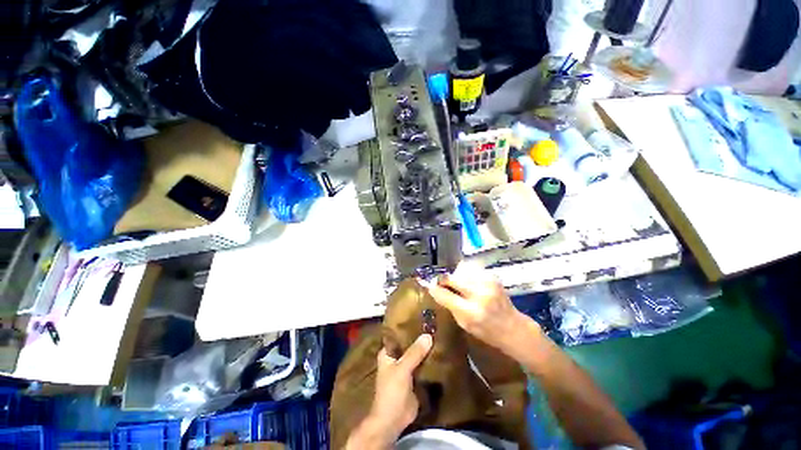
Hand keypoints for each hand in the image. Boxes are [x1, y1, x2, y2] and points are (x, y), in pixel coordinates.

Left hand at [346, 334, 432, 448]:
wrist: (394, 420)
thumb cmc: (391, 391)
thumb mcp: (402, 369)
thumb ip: (414, 353)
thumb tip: (428, 335)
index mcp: (388, 352)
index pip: (398, 334)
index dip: (409, 326)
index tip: (422, 317)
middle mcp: (397, 357)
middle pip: (410, 344)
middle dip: (420, 337)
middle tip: (434, 325)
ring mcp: (406, 367)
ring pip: (417, 354)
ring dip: (426, 348)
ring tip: (439, 334)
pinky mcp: (415, 378)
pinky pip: (423, 365)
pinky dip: (430, 360)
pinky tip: (441, 351)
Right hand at [421, 262, 537, 355]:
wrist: (513, 327)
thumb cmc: (486, 331)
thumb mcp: (464, 324)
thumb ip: (449, 305)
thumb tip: (434, 289)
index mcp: (471, 312)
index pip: (445, 294)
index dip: (434, 288)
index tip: (427, 284)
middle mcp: (480, 294)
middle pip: (452, 277)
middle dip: (443, 279)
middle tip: (440, 282)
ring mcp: (488, 283)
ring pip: (461, 271)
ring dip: (455, 276)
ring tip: (456, 284)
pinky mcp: (492, 276)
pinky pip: (471, 269)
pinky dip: (466, 274)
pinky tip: (468, 282)